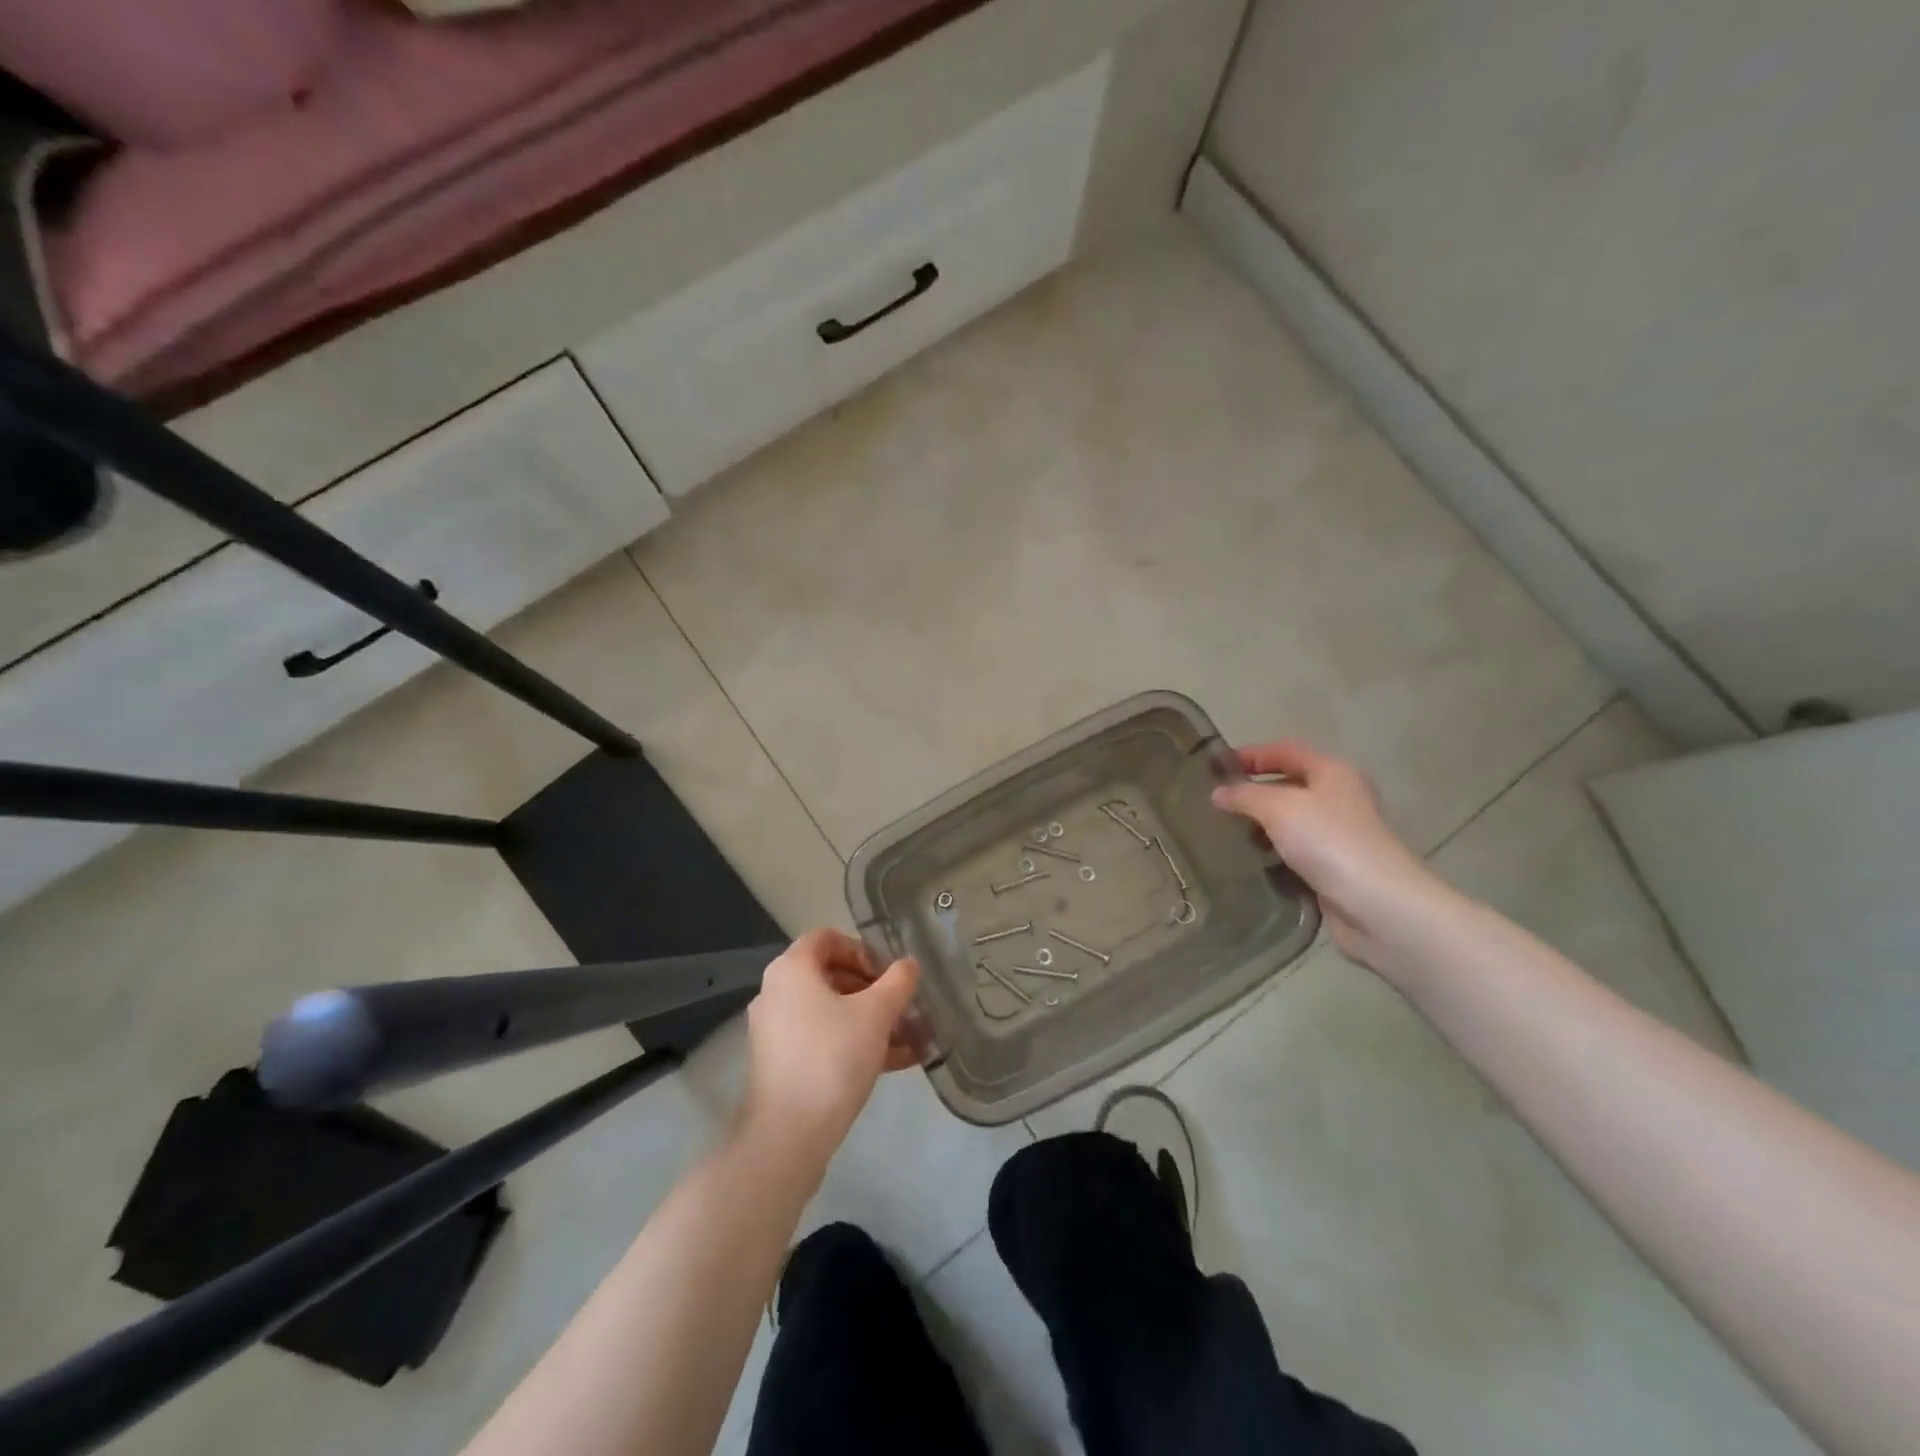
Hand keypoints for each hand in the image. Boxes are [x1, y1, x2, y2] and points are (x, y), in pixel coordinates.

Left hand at [739, 930, 920, 1167]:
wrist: (787, 1136)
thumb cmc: (831, 1057)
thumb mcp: (876, 1014)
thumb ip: (897, 982)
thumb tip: (909, 965)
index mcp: (792, 969)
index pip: (827, 938)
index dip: (863, 949)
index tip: (889, 974)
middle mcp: (777, 993)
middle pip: (832, 975)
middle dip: (875, 990)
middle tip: (905, 1007)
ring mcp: (776, 1031)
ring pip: (831, 1012)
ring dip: (872, 1021)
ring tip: (911, 1038)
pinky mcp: (782, 1064)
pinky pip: (823, 1040)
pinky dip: (855, 1044)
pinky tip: (896, 1062)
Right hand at [1211, 741, 1445, 967]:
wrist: (1376, 903)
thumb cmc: (1328, 841)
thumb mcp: (1277, 808)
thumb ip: (1244, 795)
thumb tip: (1219, 793)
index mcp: (1333, 771)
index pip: (1286, 750)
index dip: (1252, 754)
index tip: (1217, 766)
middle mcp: (1340, 796)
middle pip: (1290, 783)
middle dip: (1254, 790)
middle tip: (1219, 801)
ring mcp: (1340, 832)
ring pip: (1292, 819)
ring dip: (1262, 823)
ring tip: (1229, 832)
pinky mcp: (1336, 865)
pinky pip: (1297, 849)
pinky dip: (1275, 850)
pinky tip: (1253, 860)